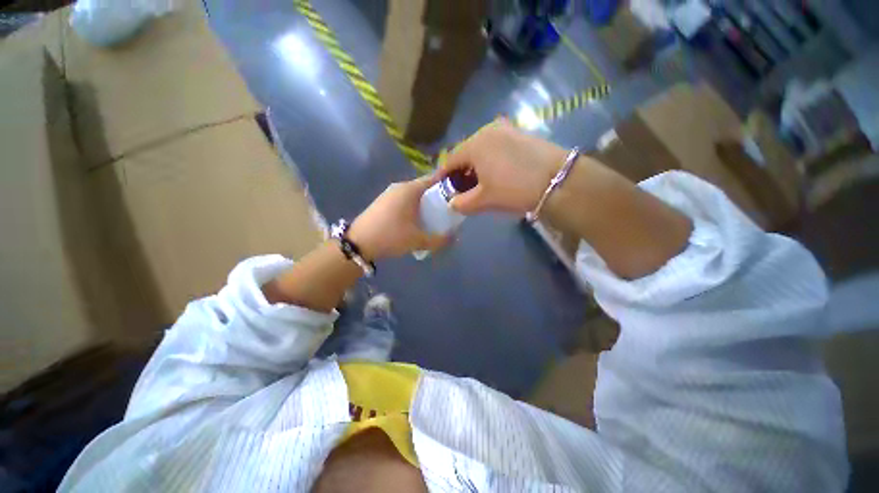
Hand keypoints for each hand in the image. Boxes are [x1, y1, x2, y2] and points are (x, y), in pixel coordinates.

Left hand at [348, 174, 450, 260]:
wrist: (358, 243)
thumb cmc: (390, 236)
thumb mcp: (418, 240)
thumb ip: (439, 239)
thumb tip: (454, 238)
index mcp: (410, 189)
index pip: (434, 179)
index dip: (447, 184)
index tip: (458, 193)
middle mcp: (400, 187)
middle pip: (424, 186)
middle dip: (437, 196)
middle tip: (448, 209)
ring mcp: (389, 193)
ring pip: (413, 194)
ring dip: (425, 203)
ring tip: (434, 216)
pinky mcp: (383, 202)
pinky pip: (404, 199)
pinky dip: (414, 206)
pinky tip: (416, 220)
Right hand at [441, 119, 569, 215]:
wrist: (557, 180)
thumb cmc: (514, 189)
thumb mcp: (484, 200)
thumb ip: (461, 203)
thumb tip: (452, 204)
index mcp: (474, 144)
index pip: (449, 160)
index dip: (442, 176)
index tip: (439, 188)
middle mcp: (487, 130)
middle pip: (465, 153)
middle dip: (459, 172)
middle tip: (459, 190)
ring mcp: (506, 130)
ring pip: (481, 150)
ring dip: (475, 167)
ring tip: (477, 184)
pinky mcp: (520, 133)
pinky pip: (496, 147)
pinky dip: (489, 160)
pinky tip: (494, 174)